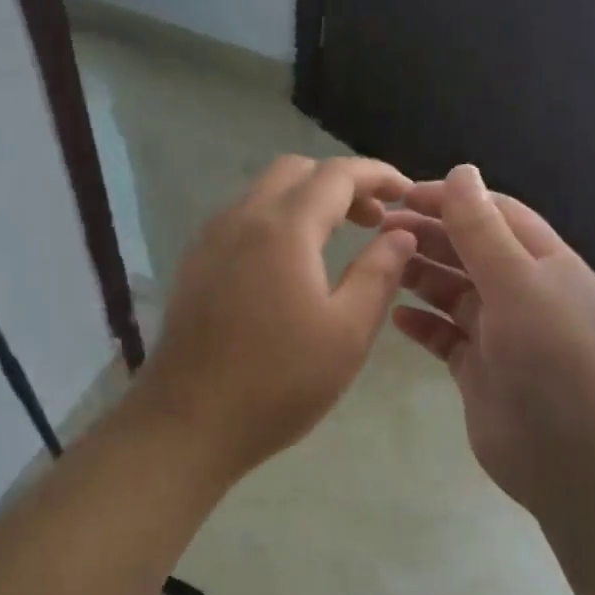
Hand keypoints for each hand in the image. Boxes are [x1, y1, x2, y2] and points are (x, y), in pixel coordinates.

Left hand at [130, 155, 415, 478]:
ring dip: (307, 201)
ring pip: (264, 193)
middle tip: (374, 219)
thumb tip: (400, 234)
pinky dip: (277, 220)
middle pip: (296, 172)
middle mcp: (241, 218)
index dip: (377, 175)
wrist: (188, 422)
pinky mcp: (195, 265)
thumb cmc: (279, 381)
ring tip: (339, 239)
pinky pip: (242, 220)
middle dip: (341, 183)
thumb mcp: (347, 331)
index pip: (337, 174)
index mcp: (284, 227)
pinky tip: (292, 264)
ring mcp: (210, 240)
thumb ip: (379, 273)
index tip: (406, 191)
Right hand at [382, 165, 594, 514]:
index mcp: (544, 263)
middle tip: (379, 229)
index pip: (495, 214)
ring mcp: (501, 334)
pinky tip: (394, 317)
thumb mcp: (519, 285)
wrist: (575, 460)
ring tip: (380, 266)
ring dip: (421, 276)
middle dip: (429, 235)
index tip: (402, 195)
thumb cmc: (554, 361)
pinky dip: (421, 325)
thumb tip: (461, 171)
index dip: (452, 199)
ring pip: (453, 292)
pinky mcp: (480, 370)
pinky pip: (445, 337)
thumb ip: (484, 231)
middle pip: (470, 251)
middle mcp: (523, 293)